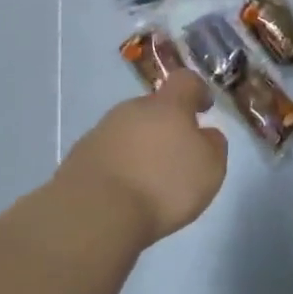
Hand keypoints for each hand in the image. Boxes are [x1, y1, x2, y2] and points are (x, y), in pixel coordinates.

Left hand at [59, 72, 226, 245]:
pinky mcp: (79, 157)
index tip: (204, 107)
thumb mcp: (209, 169)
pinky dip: (119, 166)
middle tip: (176, 154)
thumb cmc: (163, 185)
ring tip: (149, 180)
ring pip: (129, 130)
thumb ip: (213, 146)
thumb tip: (207, 134)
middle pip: (153, 107)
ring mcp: (102, 131)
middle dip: (166, 125)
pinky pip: (109, 154)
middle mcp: (132, 109)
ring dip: (140, 146)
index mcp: (167, 105)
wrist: (95, 213)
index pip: (185, 80)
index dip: (197, 90)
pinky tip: (124, 192)